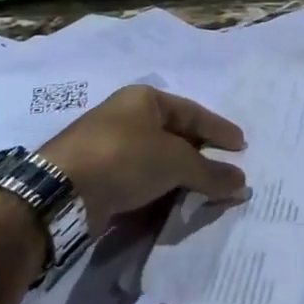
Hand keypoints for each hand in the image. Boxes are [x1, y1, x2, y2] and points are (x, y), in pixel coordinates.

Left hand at [40, 85, 249, 233]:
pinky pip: (139, 181)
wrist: (60, 193)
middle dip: (200, 155)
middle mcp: (126, 117)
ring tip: (205, 192)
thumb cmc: (124, 158)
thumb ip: (211, 172)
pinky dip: (159, 191)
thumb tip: (243, 182)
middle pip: (175, 136)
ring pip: (156, 160)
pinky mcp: (97, 176)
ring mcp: (109, 147)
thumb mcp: (175, 162)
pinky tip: (173, 205)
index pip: (193, 112)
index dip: (219, 130)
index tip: (241, 146)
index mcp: (145, 99)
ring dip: (180, 177)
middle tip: (225, 171)